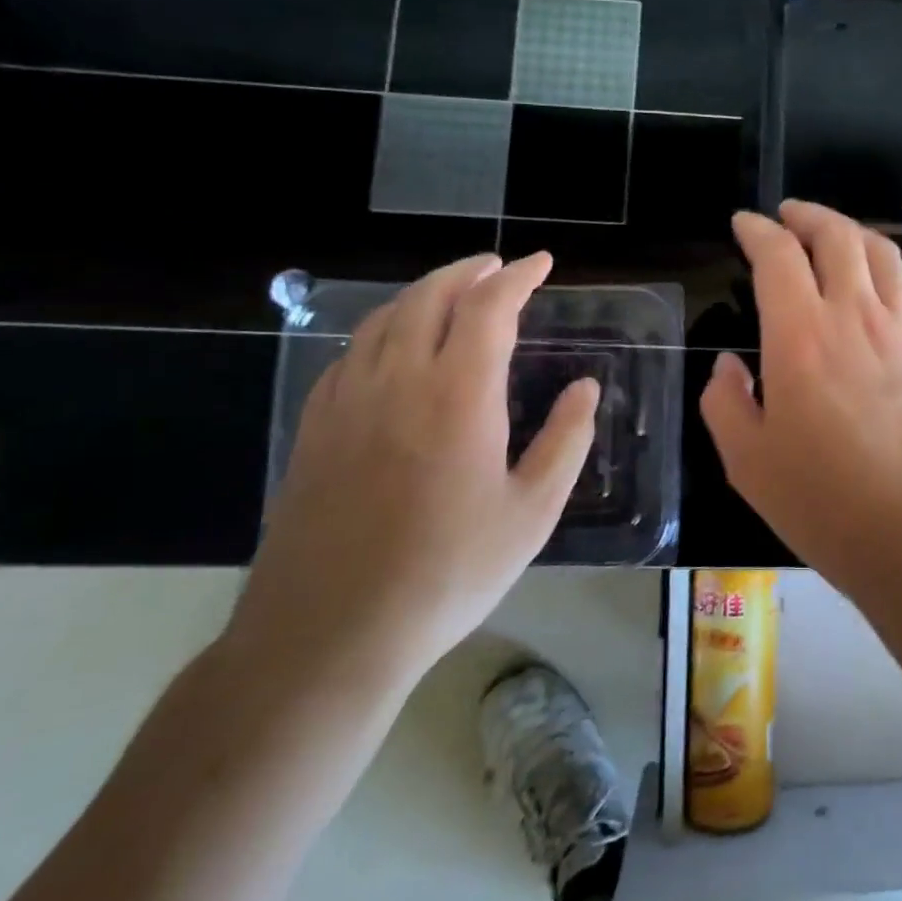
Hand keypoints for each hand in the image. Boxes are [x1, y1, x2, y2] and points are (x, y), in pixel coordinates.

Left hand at [231, 253, 597, 690]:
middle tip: (499, 267)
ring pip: (383, 319)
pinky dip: (382, 329)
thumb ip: (566, 439)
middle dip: (469, 272)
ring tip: (452, 292)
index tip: (542, 264)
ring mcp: (347, 403)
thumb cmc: (448, 572)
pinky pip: (350, 354)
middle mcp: (398, 381)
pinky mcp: (315, 429)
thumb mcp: (533, 511)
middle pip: (429, 297)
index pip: (489, 308)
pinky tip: (393, 346)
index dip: (519, 278)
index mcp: (458, 394)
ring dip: (423, 293)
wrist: (328, 635)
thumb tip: (586, 387)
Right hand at [700, 201, 901, 596]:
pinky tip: (872, 289)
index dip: (758, 230)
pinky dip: (882, 271)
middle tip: (788, 216)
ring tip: (831, 236)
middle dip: (808, 215)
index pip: (778, 255)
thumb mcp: (748, 461)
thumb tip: (728, 366)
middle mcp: (855, 316)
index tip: (745, 224)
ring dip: (850, 232)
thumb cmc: (824, 501)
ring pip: (880, 253)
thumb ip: (725, 402)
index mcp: (801, 336)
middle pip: (837, 235)